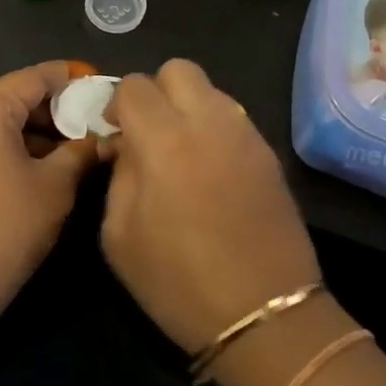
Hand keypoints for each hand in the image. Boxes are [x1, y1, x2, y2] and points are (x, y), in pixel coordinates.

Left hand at [0, 62, 100, 340]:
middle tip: (97, 125)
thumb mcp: (55, 188)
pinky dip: (14, 148)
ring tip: (78, 150)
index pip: (37, 76)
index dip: (74, 79)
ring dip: (38, 132)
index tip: (106, 88)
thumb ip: (81, 152)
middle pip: (16, 96)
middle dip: (58, 109)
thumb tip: (103, 138)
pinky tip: (45, 169)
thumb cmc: (4, 229)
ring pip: (0, 122)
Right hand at [100, 60, 320, 353]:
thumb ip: (119, 175)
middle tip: (148, 131)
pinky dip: (214, 128)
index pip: (134, 85)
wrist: (265, 316)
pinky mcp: (269, 154)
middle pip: (178, 69)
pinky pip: (234, 118)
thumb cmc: (178, 283)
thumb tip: (125, 145)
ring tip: (181, 151)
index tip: (115, 134)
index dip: (117, 104)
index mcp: (164, 141)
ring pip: (211, 89)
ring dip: (187, 107)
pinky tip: (210, 169)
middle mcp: (209, 123)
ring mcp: (246, 135)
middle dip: (156, 91)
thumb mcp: (120, 235)